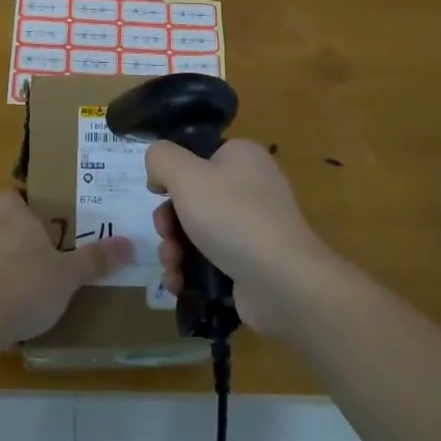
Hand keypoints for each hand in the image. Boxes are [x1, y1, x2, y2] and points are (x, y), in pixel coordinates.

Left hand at [0, 187, 130, 348]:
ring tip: (26, 294)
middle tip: (44, 259)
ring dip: (2, 271)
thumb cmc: (25, 288)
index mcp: (15, 223)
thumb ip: (95, 260)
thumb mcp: (68, 276)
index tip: (35, 210)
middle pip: (1, 229)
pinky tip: (3, 318)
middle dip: (19, 242)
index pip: (9, 196)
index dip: (19, 199)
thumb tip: (128, 243)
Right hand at [147, 139, 336, 336]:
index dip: (172, 176)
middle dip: (168, 221)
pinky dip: (190, 270)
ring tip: (171, 266)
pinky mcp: (252, 262)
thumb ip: (161, 158)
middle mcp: (251, 186)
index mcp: (242, 157)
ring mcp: (254, 226)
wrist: (282, 282)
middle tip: (165, 236)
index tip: (158, 195)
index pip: (197, 157)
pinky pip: (211, 259)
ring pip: (197, 231)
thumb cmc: (232, 217)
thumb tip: (158, 173)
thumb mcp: (186, 175)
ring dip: (174, 249)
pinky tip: (179, 283)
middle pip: (192, 198)